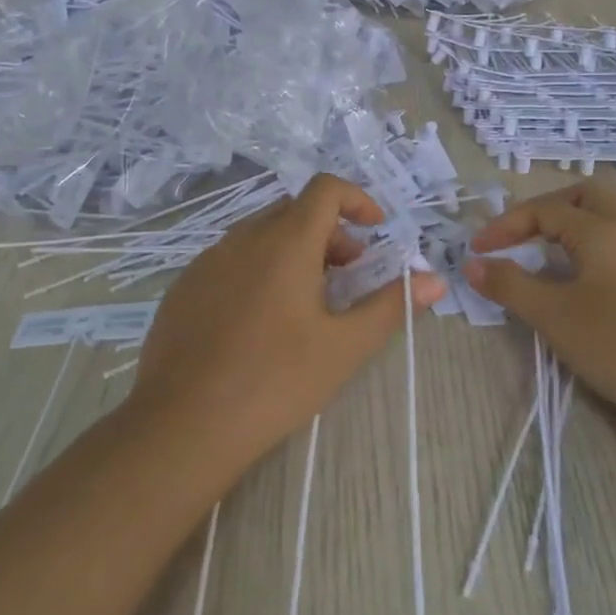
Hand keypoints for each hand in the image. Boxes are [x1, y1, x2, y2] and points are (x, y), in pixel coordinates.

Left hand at [133, 174, 445, 472]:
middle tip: (347, 275)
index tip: (376, 232)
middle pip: (295, 211)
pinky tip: (260, 322)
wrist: (181, 426)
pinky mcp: (184, 287)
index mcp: (285, 241)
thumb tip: (434, 280)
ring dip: (293, 250)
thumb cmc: (274, 382)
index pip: (325, 189)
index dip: (357, 200)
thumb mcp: (343, 347)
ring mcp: (208, 260)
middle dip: (329, 232)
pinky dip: (258, 269)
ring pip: (261, 235)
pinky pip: (231, 259)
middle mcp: (243, 238)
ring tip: (307, 301)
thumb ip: (391, 306)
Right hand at [464, 184, 615, 422]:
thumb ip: (508, 284)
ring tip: (576, 238)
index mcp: (598, 231)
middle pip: (589, 195)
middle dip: (550, 207)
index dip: (506, 226)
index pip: (543, 212)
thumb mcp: (550, 314)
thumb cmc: (614, 344)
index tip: (478, 252)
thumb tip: (473, 263)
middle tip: (523, 235)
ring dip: (600, 217)